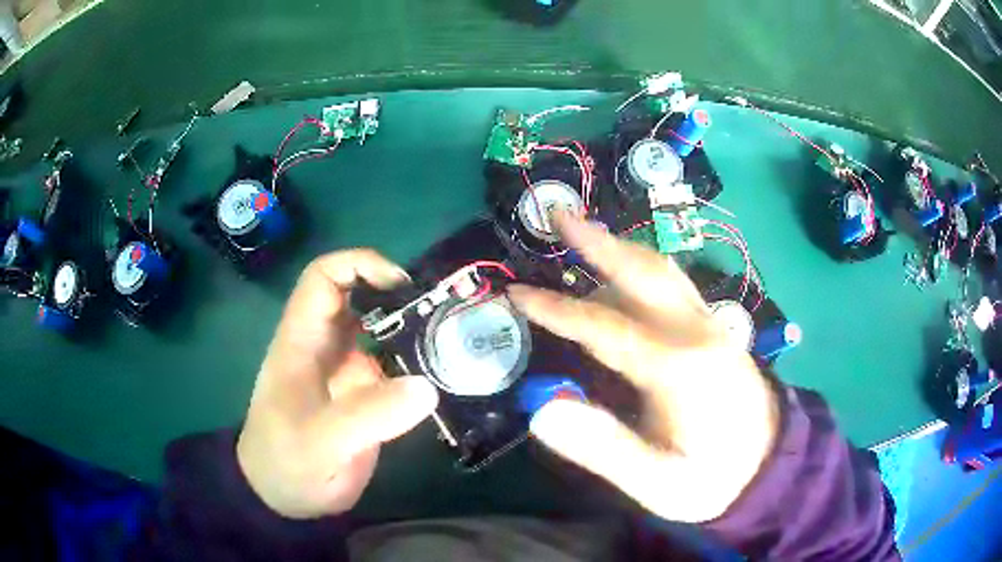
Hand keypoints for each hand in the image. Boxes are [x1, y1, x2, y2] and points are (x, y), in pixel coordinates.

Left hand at [237, 250, 438, 518]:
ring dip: (413, 330)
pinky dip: (417, 364)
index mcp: (302, 341)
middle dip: (398, 296)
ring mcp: (345, 372)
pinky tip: (445, 376)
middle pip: (360, 299)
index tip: (402, 285)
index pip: (324, 277)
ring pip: (380, 332)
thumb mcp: (321, 441)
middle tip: (444, 312)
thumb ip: (368, 416)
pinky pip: (393, 367)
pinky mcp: (363, 396)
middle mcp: (325, 347)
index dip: (360, 265)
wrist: (283, 498)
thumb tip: (426, 387)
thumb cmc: (287, 463)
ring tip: (455, 340)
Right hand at [508, 214, 778, 522]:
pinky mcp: (715, 331)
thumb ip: (603, 448)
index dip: (557, 309)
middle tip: (558, 214)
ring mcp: (711, 326)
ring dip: (620, 249)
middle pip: (643, 273)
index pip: (605, 326)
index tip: (517, 293)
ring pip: (662, 272)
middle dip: (597, 241)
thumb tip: (542, 411)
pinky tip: (624, 272)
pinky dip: (641, 267)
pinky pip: (674, 285)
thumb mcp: (656, 482)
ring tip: (582, 233)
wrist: (770, 467)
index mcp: (679, 368)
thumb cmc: (712, 478)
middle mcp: (696, 332)